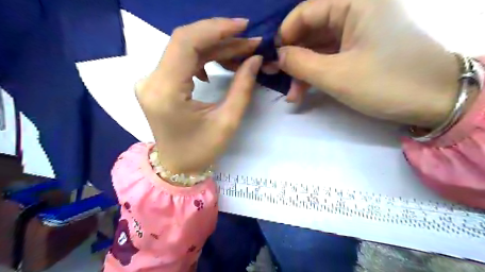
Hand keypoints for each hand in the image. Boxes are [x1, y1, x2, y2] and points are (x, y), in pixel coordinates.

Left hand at [134, 18, 263, 172]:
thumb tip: (255, 59)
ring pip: (185, 49)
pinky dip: (204, 57)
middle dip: (221, 37)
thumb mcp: (227, 121)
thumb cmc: (201, 150)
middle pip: (186, 42)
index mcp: (166, 91)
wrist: (176, 166)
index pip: (186, 43)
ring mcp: (151, 80)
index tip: (243, 26)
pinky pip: (181, 60)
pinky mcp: (156, 83)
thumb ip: (243, 87)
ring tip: (241, 52)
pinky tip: (219, 65)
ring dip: (215, 47)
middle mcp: (151, 80)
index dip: (216, 28)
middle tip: (249, 42)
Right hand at [277, 0, 460, 127]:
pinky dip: (316, 73)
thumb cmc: (386, 83)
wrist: (435, 101)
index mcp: (355, 3)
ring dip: (303, 71)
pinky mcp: (361, 50)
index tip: (273, 59)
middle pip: (311, 31)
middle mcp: (357, 11)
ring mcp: (359, 32)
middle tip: (277, 79)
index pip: (306, 11)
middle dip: (293, 57)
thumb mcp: (336, 75)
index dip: (285, 35)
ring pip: (319, 47)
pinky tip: (305, 91)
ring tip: (292, 95)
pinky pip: (330, 57)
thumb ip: (300, 63)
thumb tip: (278, 56)